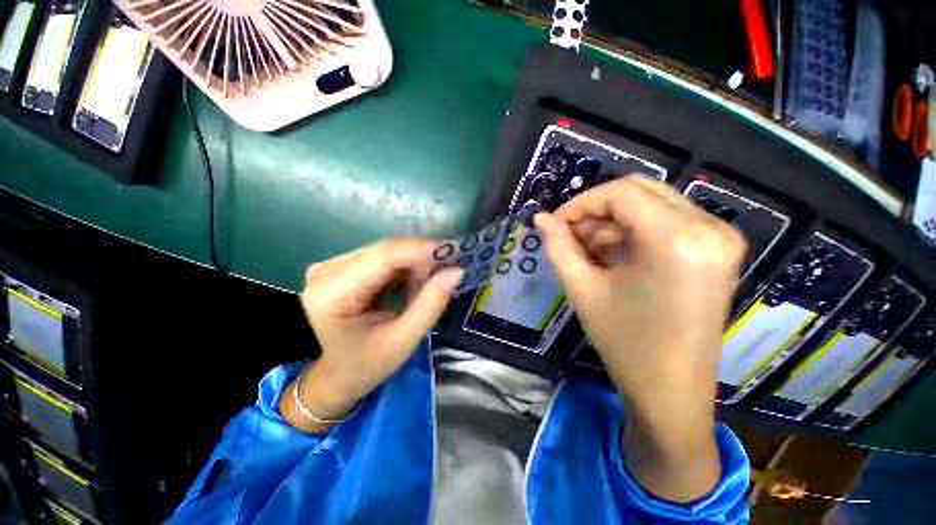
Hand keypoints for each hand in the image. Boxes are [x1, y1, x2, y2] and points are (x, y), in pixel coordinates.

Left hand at [281, 239, 462, 433]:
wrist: (339, 374)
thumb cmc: (368, 364)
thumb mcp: (404, 339)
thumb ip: (431, 303)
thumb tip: (456, 271)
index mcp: (332, 294)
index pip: (382, 257)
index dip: (420, 249)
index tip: (453, 250)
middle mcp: (326, 272)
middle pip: (384, 251)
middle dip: (421, 257)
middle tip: (449, 267)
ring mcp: (332, 267)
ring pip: (386, 252)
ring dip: (414, 263)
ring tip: (431, 283)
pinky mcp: (342, 267)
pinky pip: (382, 258)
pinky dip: (404, 268)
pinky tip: (414, 284)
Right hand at [535, 175, 746, 501]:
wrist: (671, 392)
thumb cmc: (624, 343)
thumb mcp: (582, 288)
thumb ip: (558, 246)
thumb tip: (540, 217)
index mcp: (677, 238)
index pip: (620, 193)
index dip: (581, 203)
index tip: (556, 222)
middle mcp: (709, 228)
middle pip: (639, 192)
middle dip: (596, 210)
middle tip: (568, 234)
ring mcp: (719, 239)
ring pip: (652, 205)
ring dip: (613, 222)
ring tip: (585, 248)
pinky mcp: (717, 252)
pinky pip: (666, 223)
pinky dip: (632, 232)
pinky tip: (610, 254)